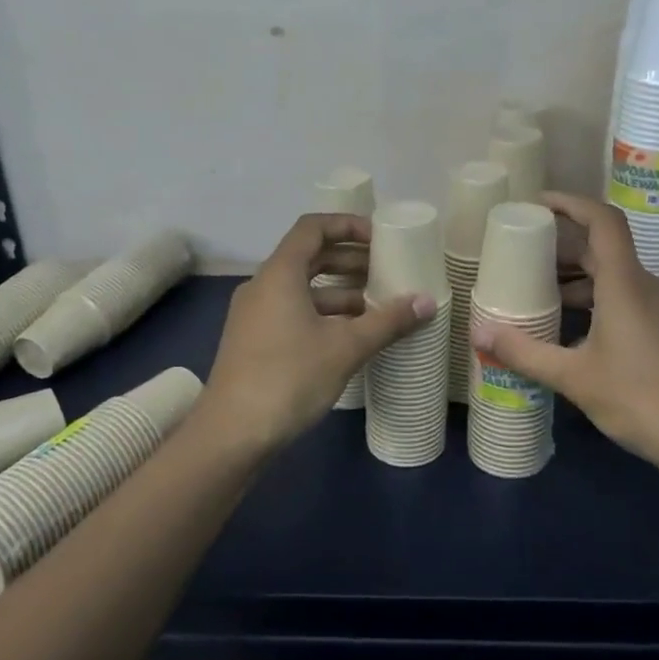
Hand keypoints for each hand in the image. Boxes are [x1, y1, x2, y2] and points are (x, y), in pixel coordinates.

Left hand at [202, 213, 435, 451]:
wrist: (231, 434)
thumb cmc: (288, 378)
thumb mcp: (345, 348)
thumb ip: (387, 322)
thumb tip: (427, 302)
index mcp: (279, 274)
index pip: (312, 228)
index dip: (347, 225)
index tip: (380, 239)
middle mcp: (262, 286)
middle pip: (309, 257)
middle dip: (349, 260)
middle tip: (387, 271)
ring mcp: (255, 315)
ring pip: (302, 289)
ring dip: (339, 291)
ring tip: (378, 305)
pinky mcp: (254, 341)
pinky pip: (293, 312)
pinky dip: (323, 314)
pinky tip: (351, 335)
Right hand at [467, 192, 658, 479]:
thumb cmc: (642, 400)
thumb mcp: (575, 378)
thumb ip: (525, 354)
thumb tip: (480, 336)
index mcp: (625, 284)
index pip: (603, 221)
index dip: (570, 203)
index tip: (536, 204)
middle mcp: (646, 287)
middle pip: (603, 249)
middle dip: (561, 248)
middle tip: (521, 256)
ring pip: (613, 279)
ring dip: (576, 280)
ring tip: (536, 296)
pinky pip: (625, 301)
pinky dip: (594, 303)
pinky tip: (570, 333)